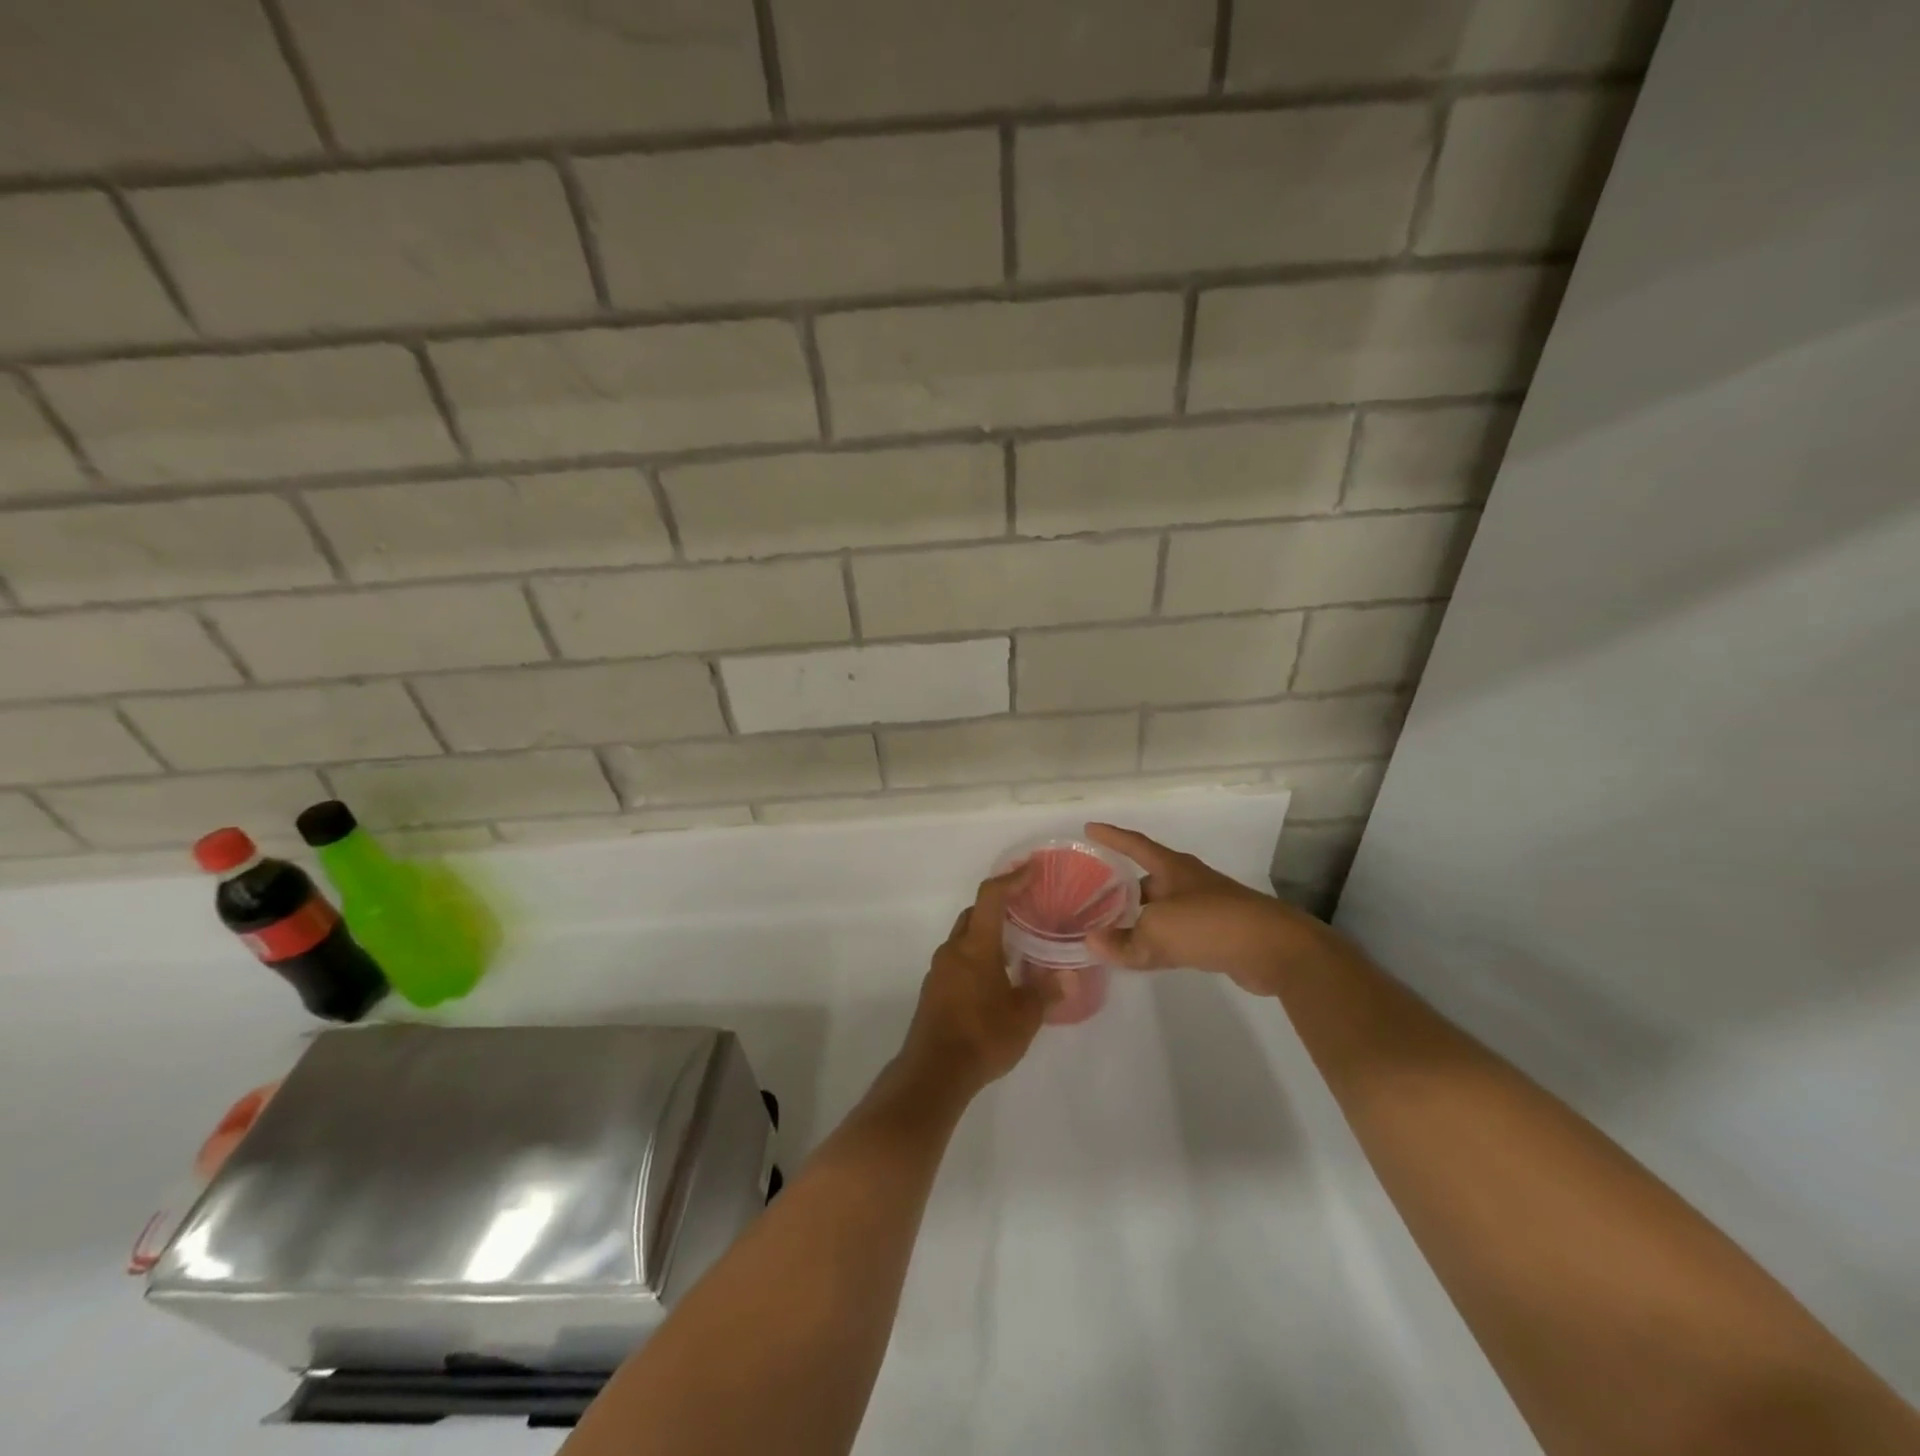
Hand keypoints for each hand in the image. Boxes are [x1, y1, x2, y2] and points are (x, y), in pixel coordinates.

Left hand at [899, 869, 1049, 1096]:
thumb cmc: (982, 1036)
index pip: (991, 897)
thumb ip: (1047, 993)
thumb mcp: (1024, 1017)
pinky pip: (957, 960)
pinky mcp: (933, 991)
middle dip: (998, 907)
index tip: (1032, 870)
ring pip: (964, 939)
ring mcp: (939, 970)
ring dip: (987, 936)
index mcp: (976, 946)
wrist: (933, 1072)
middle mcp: (953, 950)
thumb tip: (1070, 977)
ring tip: (1015, 949)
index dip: (1011, 879)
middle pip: (974, 914)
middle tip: (1025, 910)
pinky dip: (976, 958)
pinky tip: (994, 980)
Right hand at [1083, 823, 1355, 996]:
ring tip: (1112, 928)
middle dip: (1122, 887)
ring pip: (1161, 908)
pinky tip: (1145, 953)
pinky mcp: (1218, 934)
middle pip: (1147, 879)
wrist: (1274, 949)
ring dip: (1139, 917)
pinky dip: (1157, 941)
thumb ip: (1123, 941)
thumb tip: (1092, 943)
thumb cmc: (1210, 924)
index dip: (1111, 836)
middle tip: (1093, 896)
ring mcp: (1206, 907)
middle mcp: (1188, 881)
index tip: (1088, 829)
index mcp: (1172, 868)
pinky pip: (1176, 933)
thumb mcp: (1157, 932)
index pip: (1135, 844)